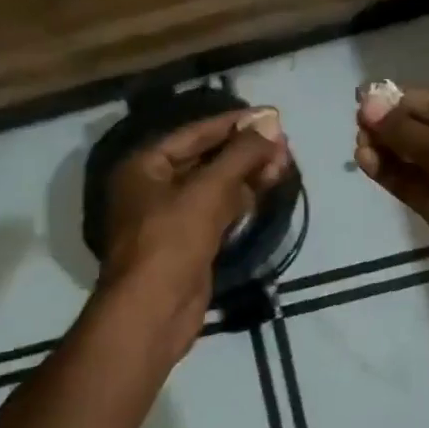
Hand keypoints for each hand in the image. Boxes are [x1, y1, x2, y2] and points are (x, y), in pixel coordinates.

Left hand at [99, 109, 290, 353]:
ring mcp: (170, 218)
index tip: (270, 115)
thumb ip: (241, 155)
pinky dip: (239, 202)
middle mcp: (153, 187)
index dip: (233, 123)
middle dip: (244, 151)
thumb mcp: (207, 191)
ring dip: (246, 176)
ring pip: (214, 187)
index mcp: (144, 166)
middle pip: (205, 159)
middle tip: (283, 143)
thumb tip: (272, 123)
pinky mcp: (188, 243)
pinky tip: (265, 191)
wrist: (153, 312)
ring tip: (283, 164)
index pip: (195, 133)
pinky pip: (216, 212)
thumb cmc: (171, 241)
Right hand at [355, 88, 428, 330]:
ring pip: (416, 162)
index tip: (366, 96)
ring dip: (387, 149)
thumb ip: (412, 134)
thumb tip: (369, 106)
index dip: (405, 102)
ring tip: (358, 142)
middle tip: (357, 119)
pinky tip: (366, 161)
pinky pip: (412, 187)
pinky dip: (390, 174)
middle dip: (394, 126)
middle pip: (427, 134)